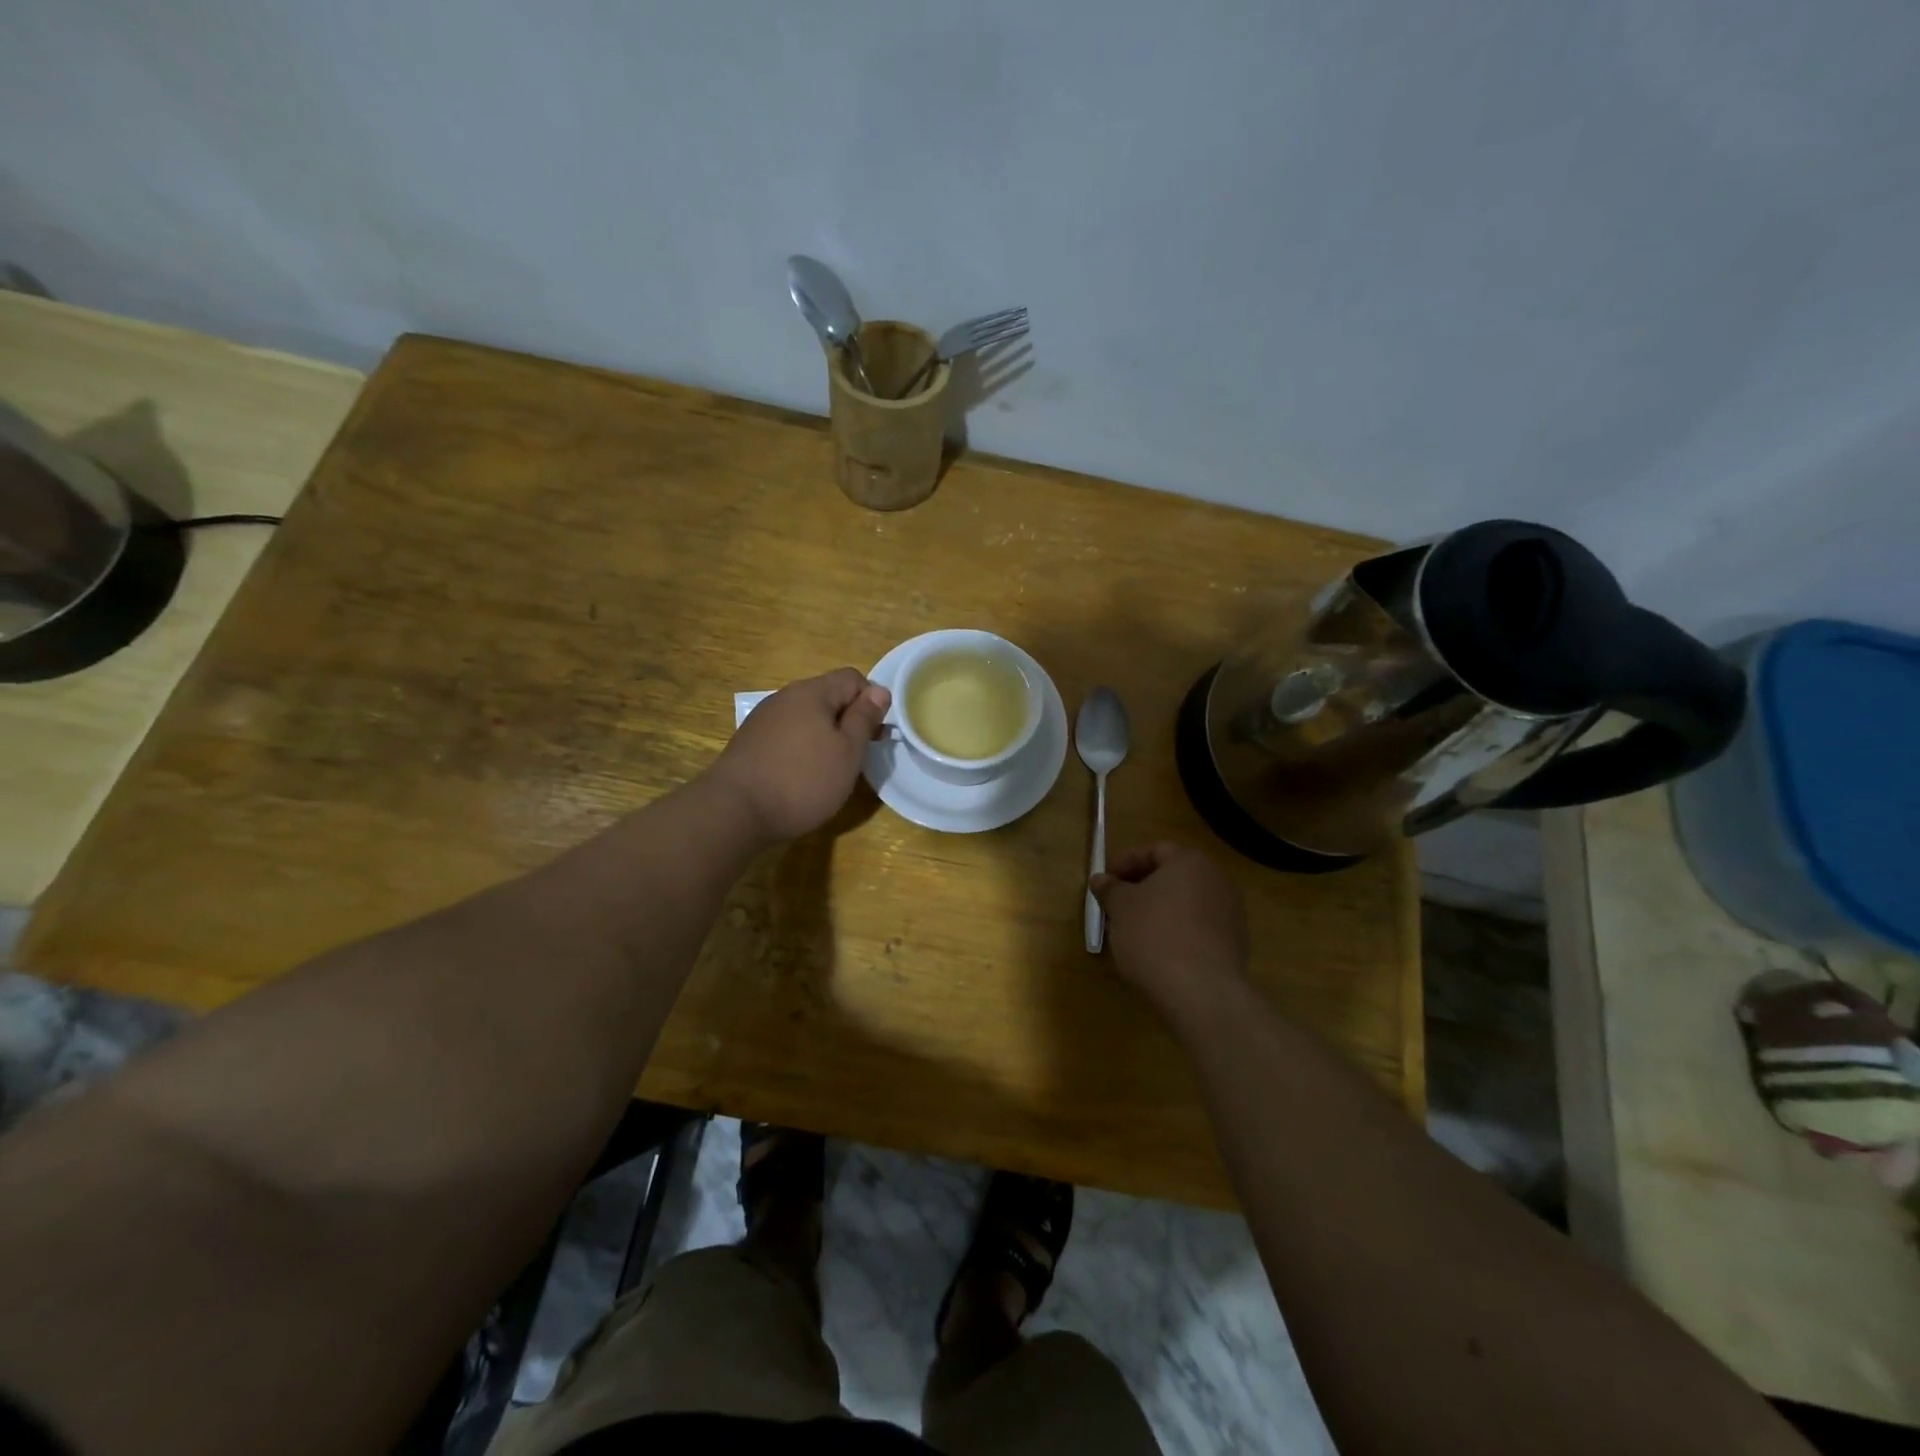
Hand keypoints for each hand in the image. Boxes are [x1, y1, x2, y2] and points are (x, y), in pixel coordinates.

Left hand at [707, 669, 890, 840]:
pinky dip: (801, 749)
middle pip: (828, 697)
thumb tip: (879, 690)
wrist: (735, 811)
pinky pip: (787, 735)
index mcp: (812, 692)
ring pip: (807, 718)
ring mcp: (764, 719)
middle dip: (848, 721)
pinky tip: (801, 776)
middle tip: (857, 757)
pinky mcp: (750, 742)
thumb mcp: (848, 751)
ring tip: (830, 770)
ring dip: (825, 737)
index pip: (853, 678)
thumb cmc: (803, 780)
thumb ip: (864, 717)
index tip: (875, 735)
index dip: (871, 702)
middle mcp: (785, 697)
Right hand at [1092, 842, 1248, 1018]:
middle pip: (1173, 876)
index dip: (1125, 863)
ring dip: (1159, 911)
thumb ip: (1110, 889)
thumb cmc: (1155, 936)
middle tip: (1116, 905)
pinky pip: (1198, 927)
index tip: (1105, 883)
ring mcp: (1231, 912)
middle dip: (1142, 888)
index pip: (1154, 850)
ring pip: (1186, 903)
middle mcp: (1216, 880)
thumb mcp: (1121, 908)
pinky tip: (1158, 951)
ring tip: (1133, 931)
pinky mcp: (1235, 943)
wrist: (1202, 992)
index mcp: (1190, 862)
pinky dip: (1177, 931)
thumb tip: (1101, 879)